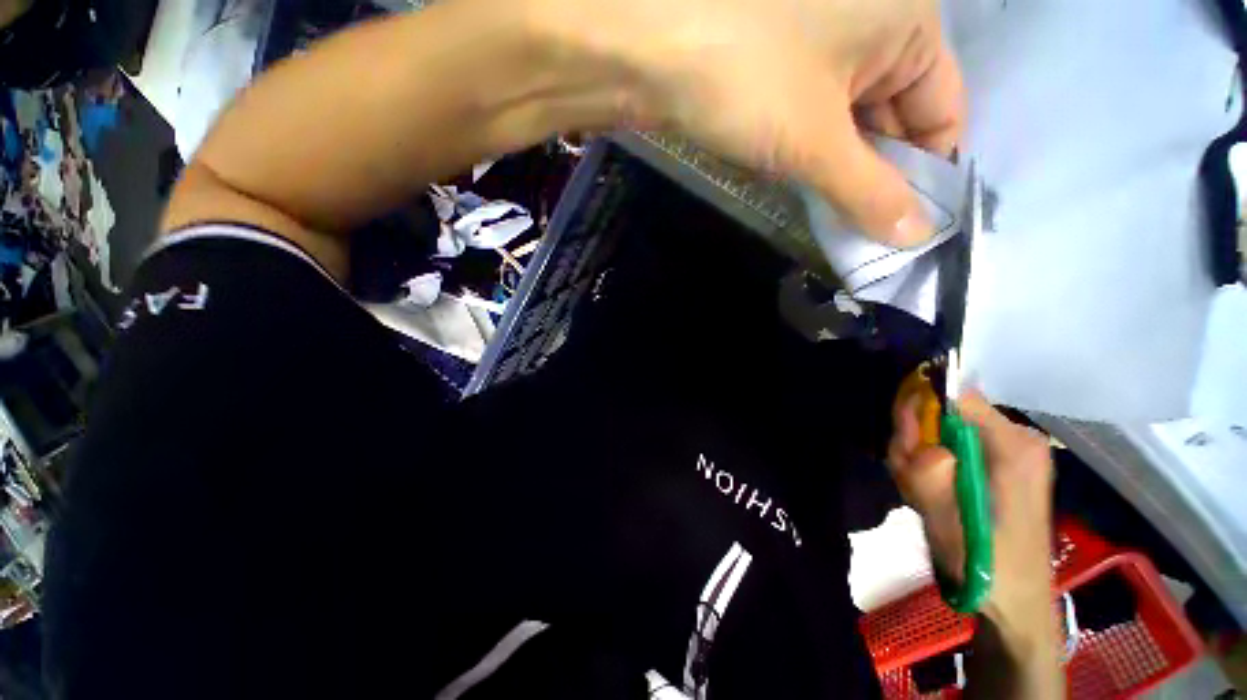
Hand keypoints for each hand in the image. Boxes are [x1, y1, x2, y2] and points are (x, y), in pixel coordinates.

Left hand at [557, 0, 963, 244]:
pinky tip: (786, 171)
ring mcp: (818, 37)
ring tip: (821, 205)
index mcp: (907, 20)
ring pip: (846, 118)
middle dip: (873, 174)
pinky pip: (808, 112)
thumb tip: (916, 235)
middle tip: (856, 229)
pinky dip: (802, 147)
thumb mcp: (817, 144)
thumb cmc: (748, 82)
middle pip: (892, 115)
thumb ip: (870, 192)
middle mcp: (870, 19)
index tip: (903, 223)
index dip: (925, 171)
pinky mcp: (775, 60)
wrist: (647, 49)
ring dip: (833, 165)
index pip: (942, 110)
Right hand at [887, 391, 1055, 633]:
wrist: (1014, 600)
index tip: (904, 444)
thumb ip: (932, 479)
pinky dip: (928, 465)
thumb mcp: (951, 525)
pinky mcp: (996, 464)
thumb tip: (926, 447)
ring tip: (919, 493)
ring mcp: (1005, 451)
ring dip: (917, 457)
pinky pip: (950, 446)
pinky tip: (928, 493)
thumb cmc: (988, 565)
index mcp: (1012, 447)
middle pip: (945, 412)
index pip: (957, 398)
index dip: (921, 410)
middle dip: (915, 440)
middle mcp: (1013, 439)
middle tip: (908, 477)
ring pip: (941, 430)